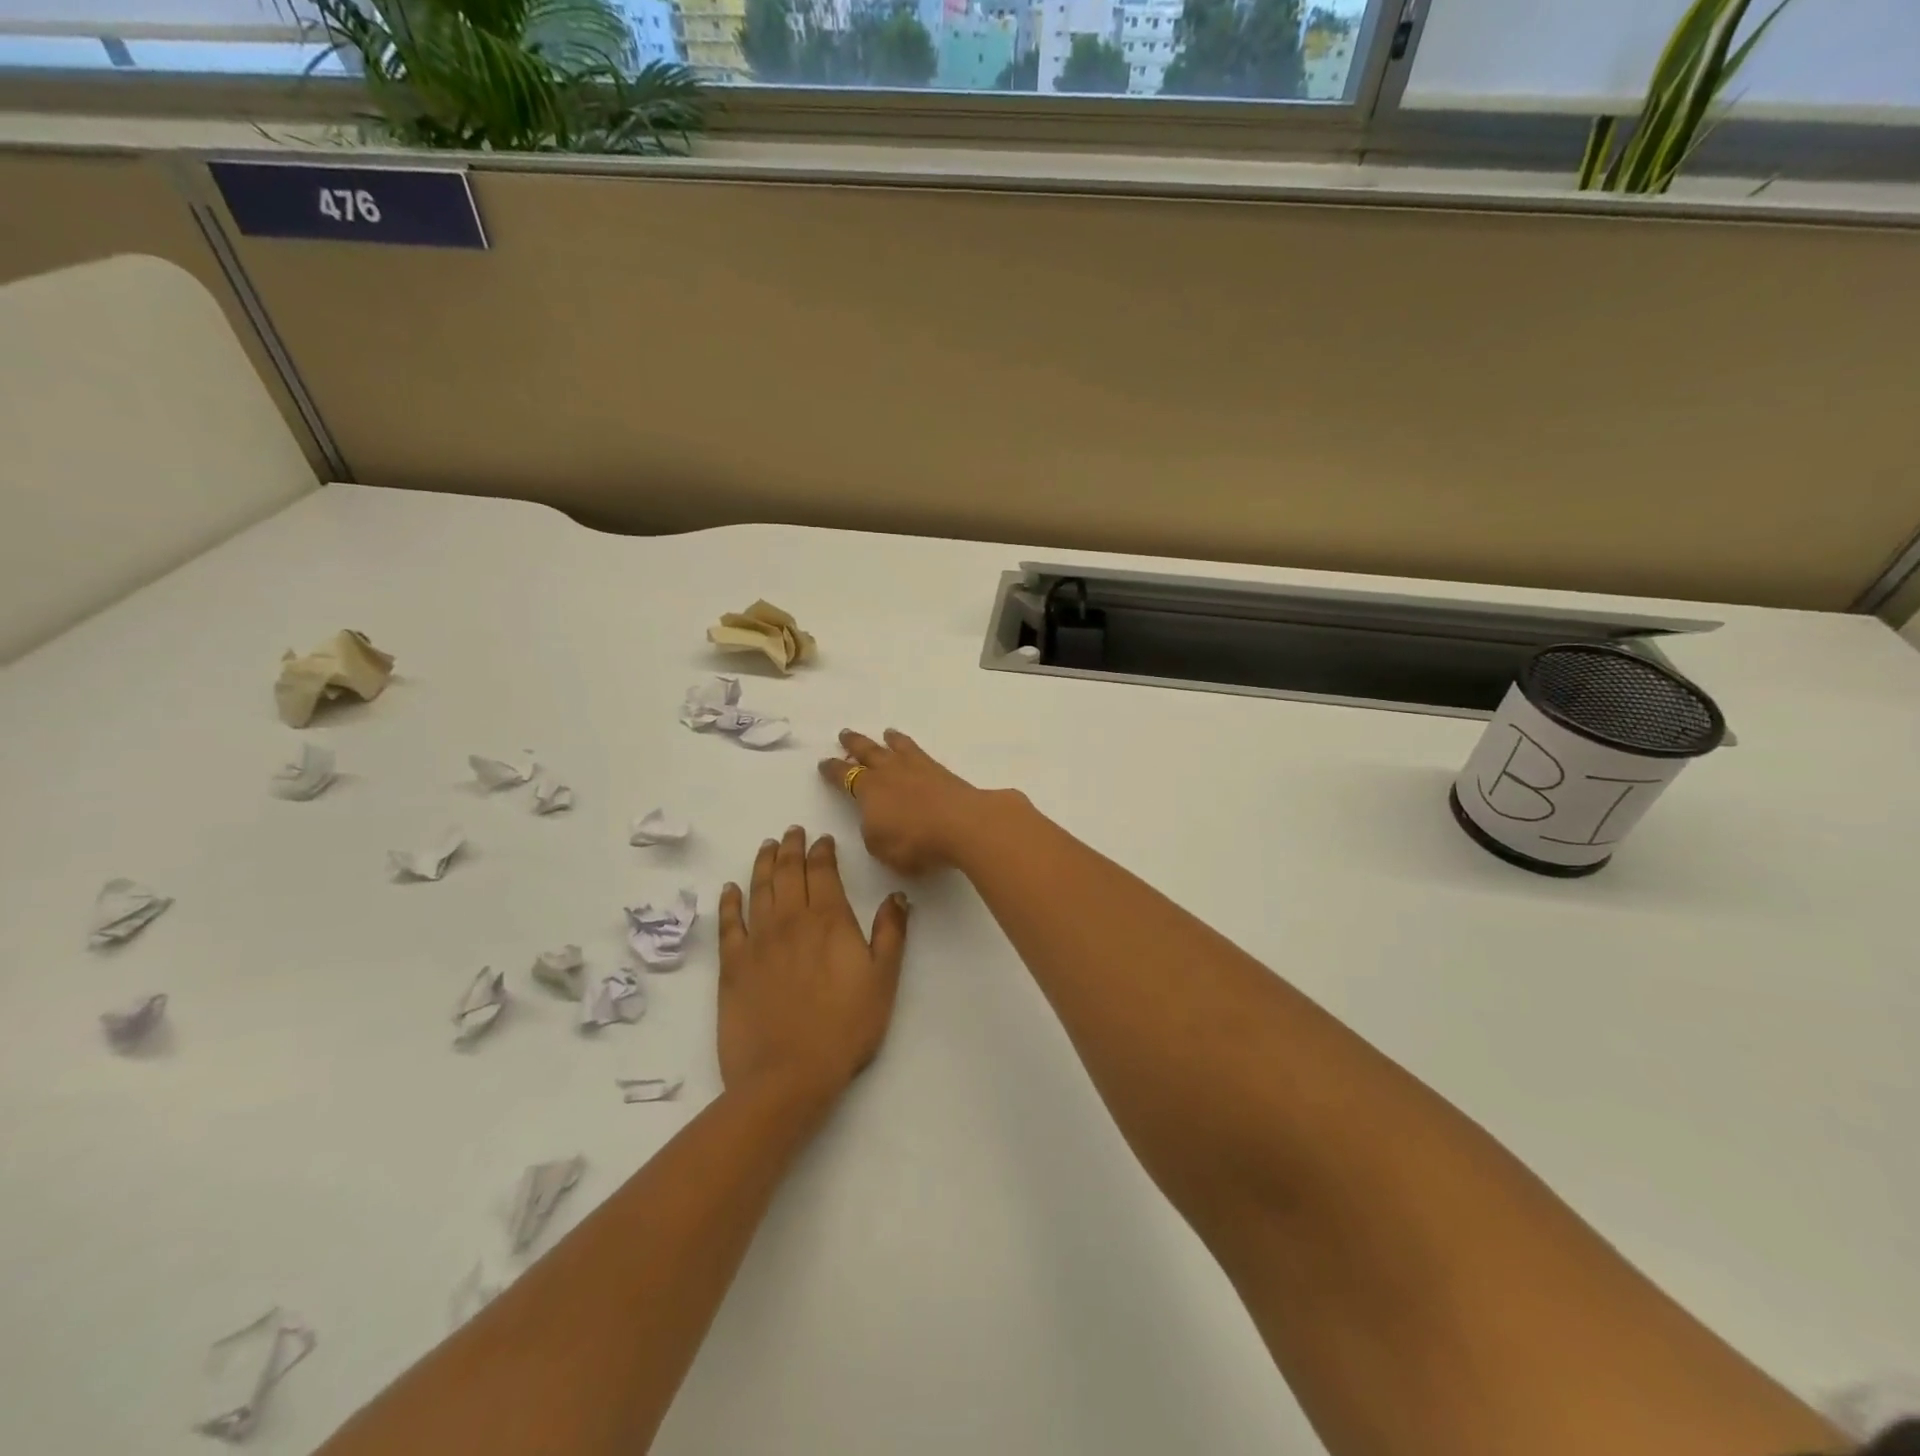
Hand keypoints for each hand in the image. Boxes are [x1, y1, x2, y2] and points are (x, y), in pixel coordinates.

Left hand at [717, 828, 909, 1102]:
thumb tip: (896, 895)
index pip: (822, 871)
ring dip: (763, 863)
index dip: (822, 851)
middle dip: (791, 847)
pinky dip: (728, 902)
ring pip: (758, 889)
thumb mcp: (883, 980)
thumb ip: (891, 932)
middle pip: (787, 872)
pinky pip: (728, 923)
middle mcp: (789, 919)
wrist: (787, 1075)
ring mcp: (757, 941)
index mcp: (828, 919)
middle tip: (792, 832)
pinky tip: (729, 889)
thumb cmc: (845, 1028)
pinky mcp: (732, 965)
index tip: (822, 839)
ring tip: (767, 846)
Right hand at [818, 729, 1007, 876]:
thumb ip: (872, 832)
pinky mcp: (939, 770)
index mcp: (868, 791)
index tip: (824, 763)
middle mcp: (888, 772)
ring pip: (895, 747)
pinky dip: (910, 745)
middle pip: (867, 752)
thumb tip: (875, 819)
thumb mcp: (881, 847)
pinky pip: (918, 751)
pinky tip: (912, 748)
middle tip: (845, 734)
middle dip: (853, 744)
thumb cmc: (915, 842)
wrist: (962, 824)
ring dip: (886, 740)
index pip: (843, 777)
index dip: (832, 771)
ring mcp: (916, 767)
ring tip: (884, 733)